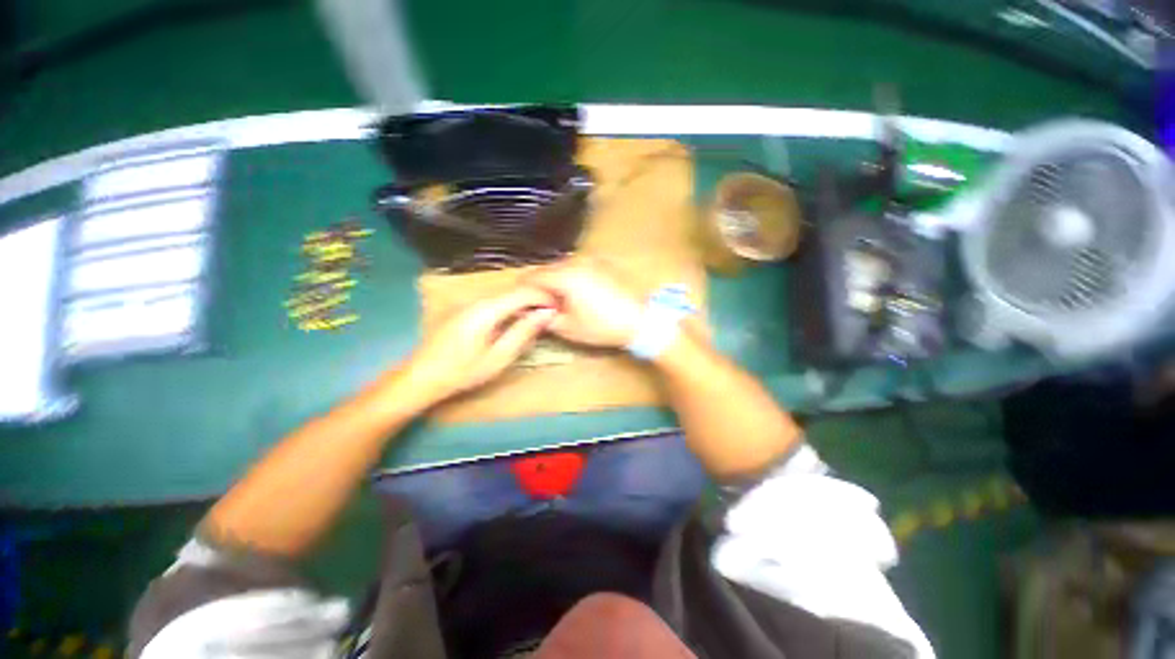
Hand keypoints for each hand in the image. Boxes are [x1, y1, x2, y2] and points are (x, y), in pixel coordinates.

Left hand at [407, 287, 555, 399]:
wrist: (421, 376)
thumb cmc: (462, 372)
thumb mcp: (499, 357)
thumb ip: (523, 332)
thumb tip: (546, 313)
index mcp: (486, 309)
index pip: (523, 292)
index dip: (544, 297)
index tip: (558, 309)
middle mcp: (477, 298)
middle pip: (514, 289)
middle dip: (536, 297)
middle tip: (551, 313)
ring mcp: (468, 300)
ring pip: (504, 293)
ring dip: (524, 301)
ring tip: (538, 316)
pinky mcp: (464, 306)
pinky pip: (494, 299)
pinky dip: (510, 305)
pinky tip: (516, 318)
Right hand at [525, 259, 643, 348]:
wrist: (642, 320)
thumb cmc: (603, 326)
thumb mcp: (568, 327)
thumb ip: (544, 316)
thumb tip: (533, 310)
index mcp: (565, 275)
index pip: (532, 277)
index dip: (524, 291)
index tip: (524, 305)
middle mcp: (577, 260)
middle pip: (547, 269)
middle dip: (541, 286)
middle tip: (544, 307)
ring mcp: (593, 259)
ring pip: (564, 267)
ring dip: (557, 281)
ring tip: (563, 303)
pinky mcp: (605, 263)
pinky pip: (580, 267)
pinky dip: (573, 277)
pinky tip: (581, 295)